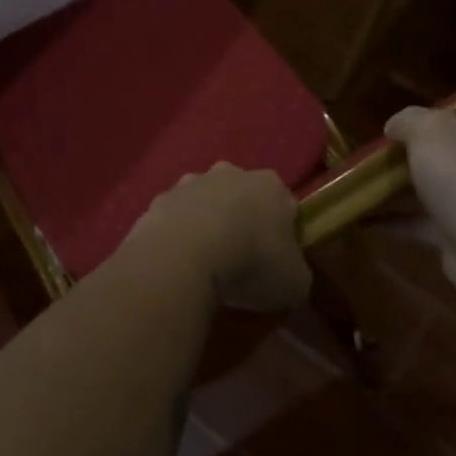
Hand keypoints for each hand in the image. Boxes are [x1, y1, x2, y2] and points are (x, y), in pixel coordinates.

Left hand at [125, 164, 311, 313]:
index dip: (283, 232)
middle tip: (240, 259)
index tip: (277, 260)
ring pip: (204, 202)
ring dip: (206, 224)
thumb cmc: (251, 263)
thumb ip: (295, 272)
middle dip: (241, 220)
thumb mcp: (295, 282)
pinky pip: (174, 218)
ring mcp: (190, 183)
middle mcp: (230, 173)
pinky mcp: (159, 200)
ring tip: (204, 263)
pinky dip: (177, 235)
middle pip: (241, 196)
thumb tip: (288, 274)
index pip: (284, 204)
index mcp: (270, 186)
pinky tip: (177, 262)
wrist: (184, 255)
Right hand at [383, 96, 455, 305]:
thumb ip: (410, 121)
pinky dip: (393, 219)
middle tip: (405, 135)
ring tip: (368, 174)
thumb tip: (396, 127)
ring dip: (409, 183)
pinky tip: (362, 214)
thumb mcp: (432, 132)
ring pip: (442, 187)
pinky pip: (421, 223)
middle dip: (447, 144)